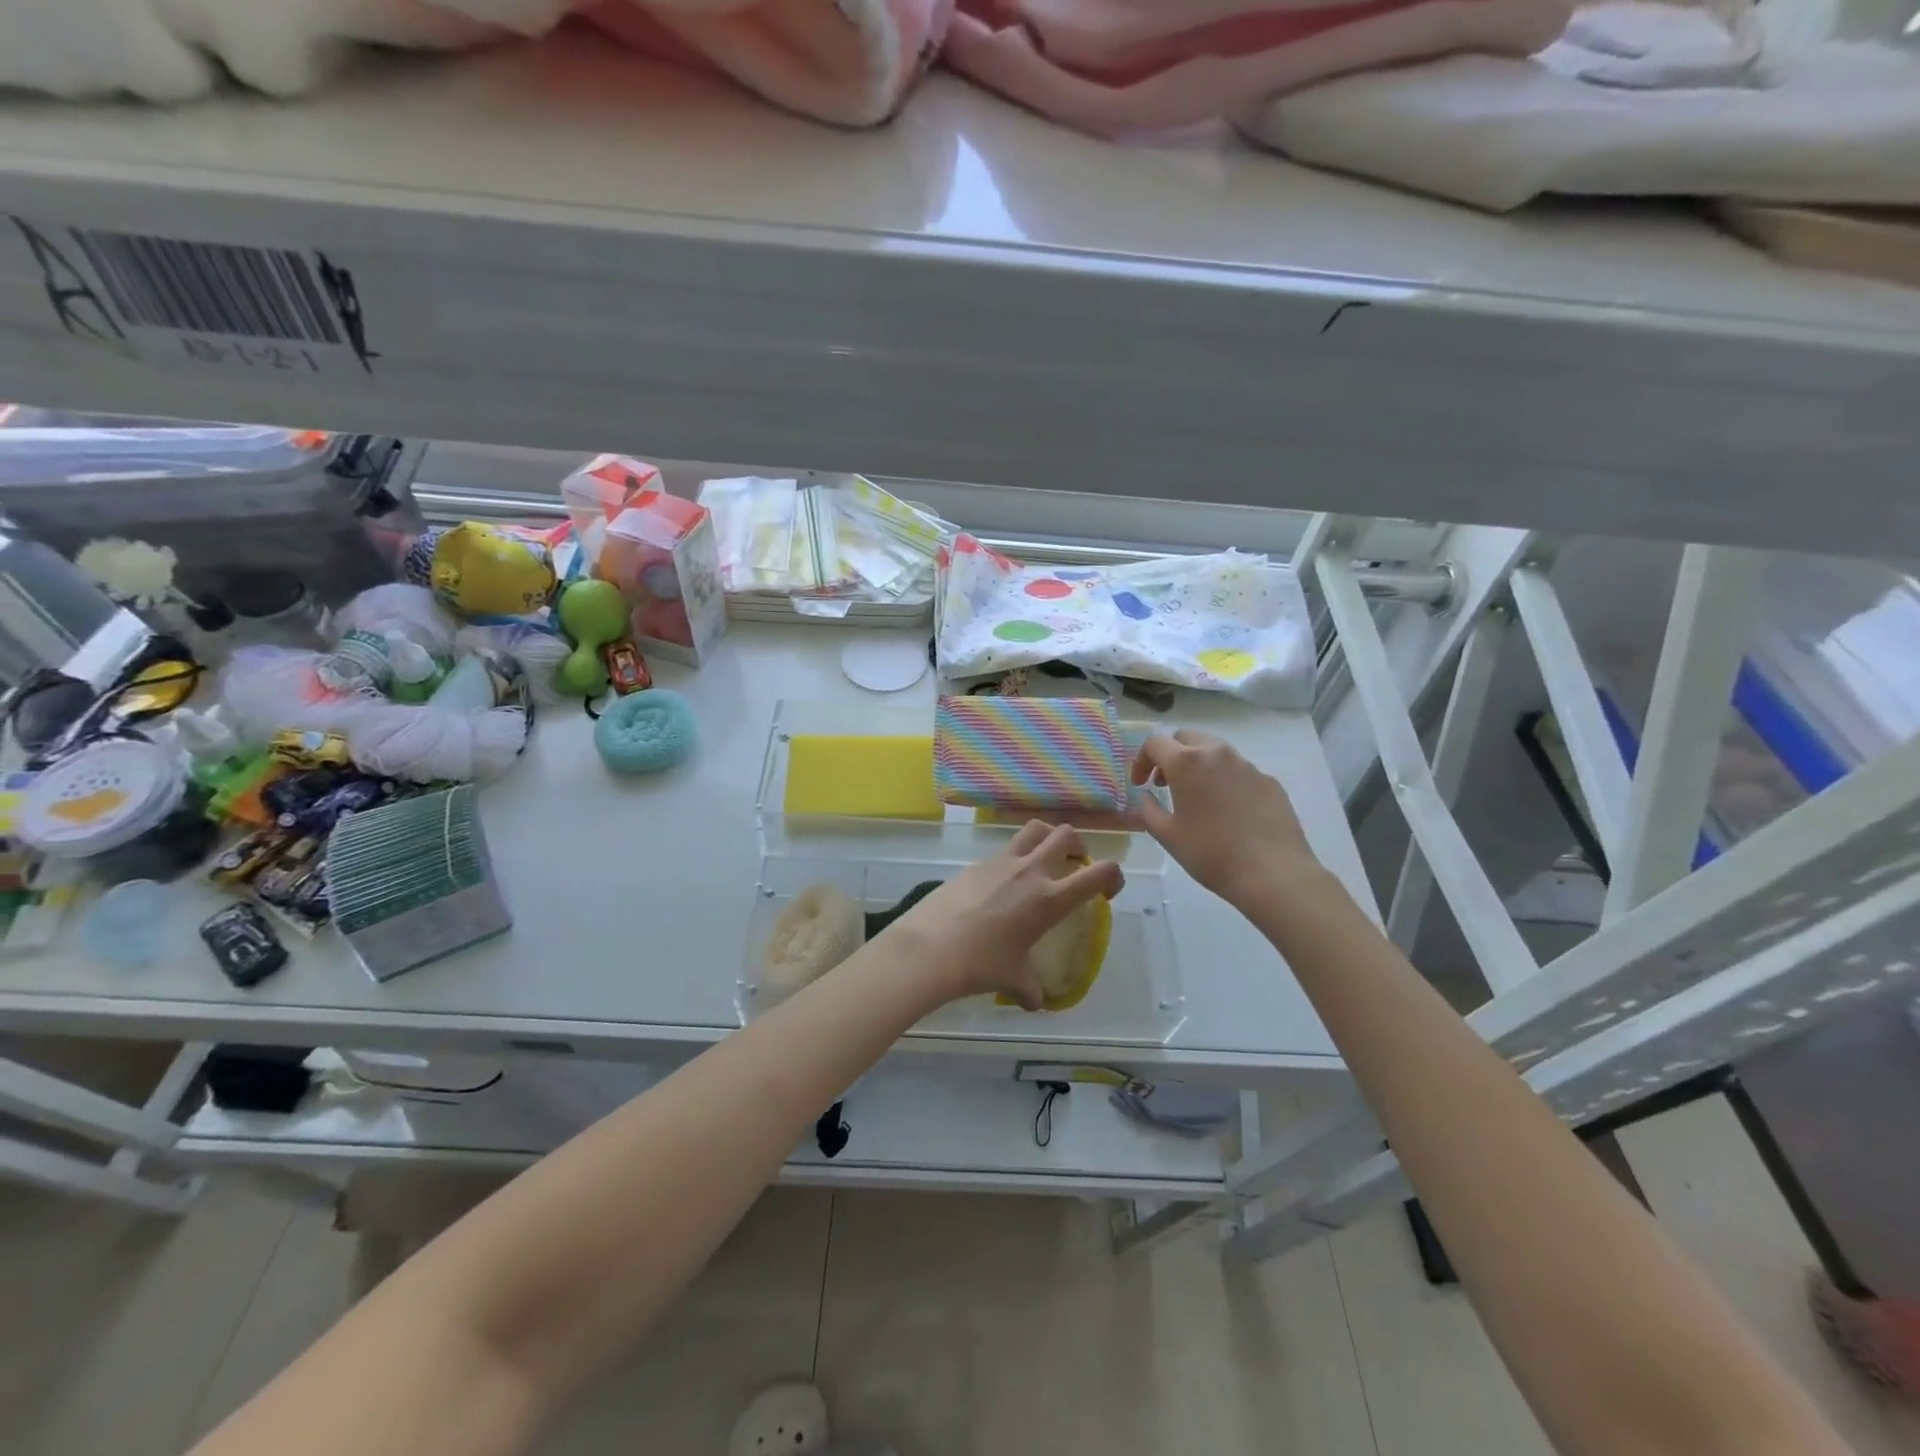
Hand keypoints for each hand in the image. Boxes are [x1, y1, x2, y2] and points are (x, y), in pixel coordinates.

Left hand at [887, 820, 1123, 1008]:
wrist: (929, 948)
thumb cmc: (980, 965)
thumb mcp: (1013, 979)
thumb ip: (1030, 989)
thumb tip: (1034, 1001)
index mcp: (1050, 899)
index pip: (1099, 873)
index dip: (1114, 876)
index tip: (1108, 892)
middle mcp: (1030, 871)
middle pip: (1065, 834)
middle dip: (1078, 845)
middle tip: (1074, 865)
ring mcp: (1000, 862)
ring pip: (1033, 829)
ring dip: (1046, 838)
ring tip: (1043, 860)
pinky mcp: (975, 863)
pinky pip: (1002, 851)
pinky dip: (1012, 859)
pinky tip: (999, 886)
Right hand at [1132, 730, 1322, 910]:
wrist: (1273, 874)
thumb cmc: (1211, 854)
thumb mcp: (1167, 836)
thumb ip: (1148, 810)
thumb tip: (1147, 797)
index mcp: (1187, 763)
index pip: (1155, 743)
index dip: (1141, 761)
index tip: (1140, 784)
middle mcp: (1218, 754)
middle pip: (1186, 738)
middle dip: (1170, 755)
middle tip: (1165, 784)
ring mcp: (1248, 765)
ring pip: (1215, 751)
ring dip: (1198, 765)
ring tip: (1196, 797)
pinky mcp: (1269, 781)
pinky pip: (1239, 771)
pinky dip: (1224, 780)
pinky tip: (1227, 811)